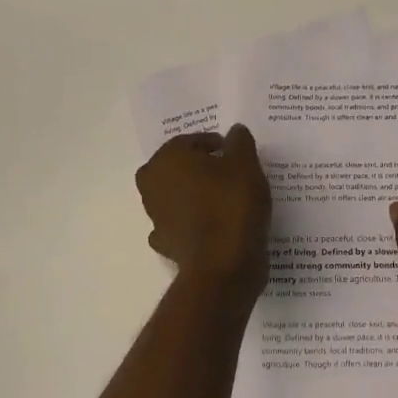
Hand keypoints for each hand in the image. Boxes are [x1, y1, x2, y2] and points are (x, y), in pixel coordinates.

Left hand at [137, 126, 272, 305]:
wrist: (223, 265)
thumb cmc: (232, 204)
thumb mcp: (245, 164)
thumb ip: (239, 142)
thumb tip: (234, 132)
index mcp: (167, 159)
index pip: (191, 141)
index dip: (215, 144)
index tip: (235, 152)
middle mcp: (152, 184)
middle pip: (178, 167)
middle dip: (199, 167)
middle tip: (228, 172)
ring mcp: (155, 216)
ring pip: (176, 195)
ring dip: (194, 194)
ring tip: (226, 198)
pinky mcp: (165, 243)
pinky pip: (180, 223)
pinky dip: (193, 222)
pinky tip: (213, 225)